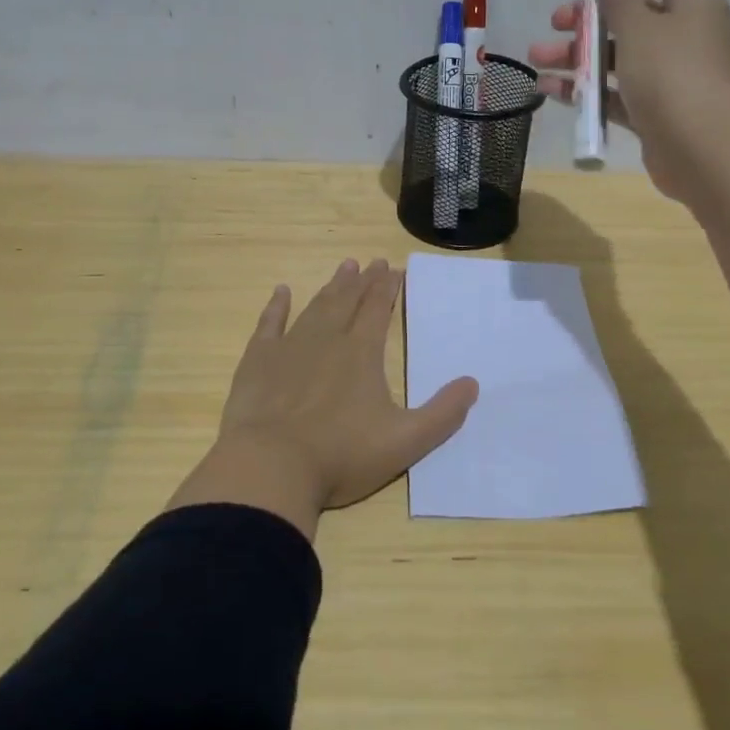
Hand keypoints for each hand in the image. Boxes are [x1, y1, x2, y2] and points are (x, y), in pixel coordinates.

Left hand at [167, 259, 479, 538]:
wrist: (271, 467)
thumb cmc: (341, 455)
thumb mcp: (405, 442)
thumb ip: (442, 414)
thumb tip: (472, 384)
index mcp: (361, 353)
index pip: (378, 309)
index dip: (388, 288)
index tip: (394, 270)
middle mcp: (327, 340)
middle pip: (348, 301)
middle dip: (363, 281)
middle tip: (372, 262)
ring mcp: (289, 348)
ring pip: (315, 307)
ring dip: (331, 287)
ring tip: (343, 268)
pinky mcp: (257, 362)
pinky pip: (269, 324)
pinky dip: (276, 307)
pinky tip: (281, 292)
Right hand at [528, 0, 729, 204]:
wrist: (702, 150)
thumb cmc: (672, 76)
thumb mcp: (640, 28)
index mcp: (691, 0)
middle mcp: (682, 32)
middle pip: (628, 10)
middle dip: (586, 13)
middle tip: (556, 20)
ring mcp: (668, 73)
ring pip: (615, 52)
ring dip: (575, 52)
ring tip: (537, 57)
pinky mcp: (653, 108)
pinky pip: (613, 89)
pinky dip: (583, 87)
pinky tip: (548, 89)